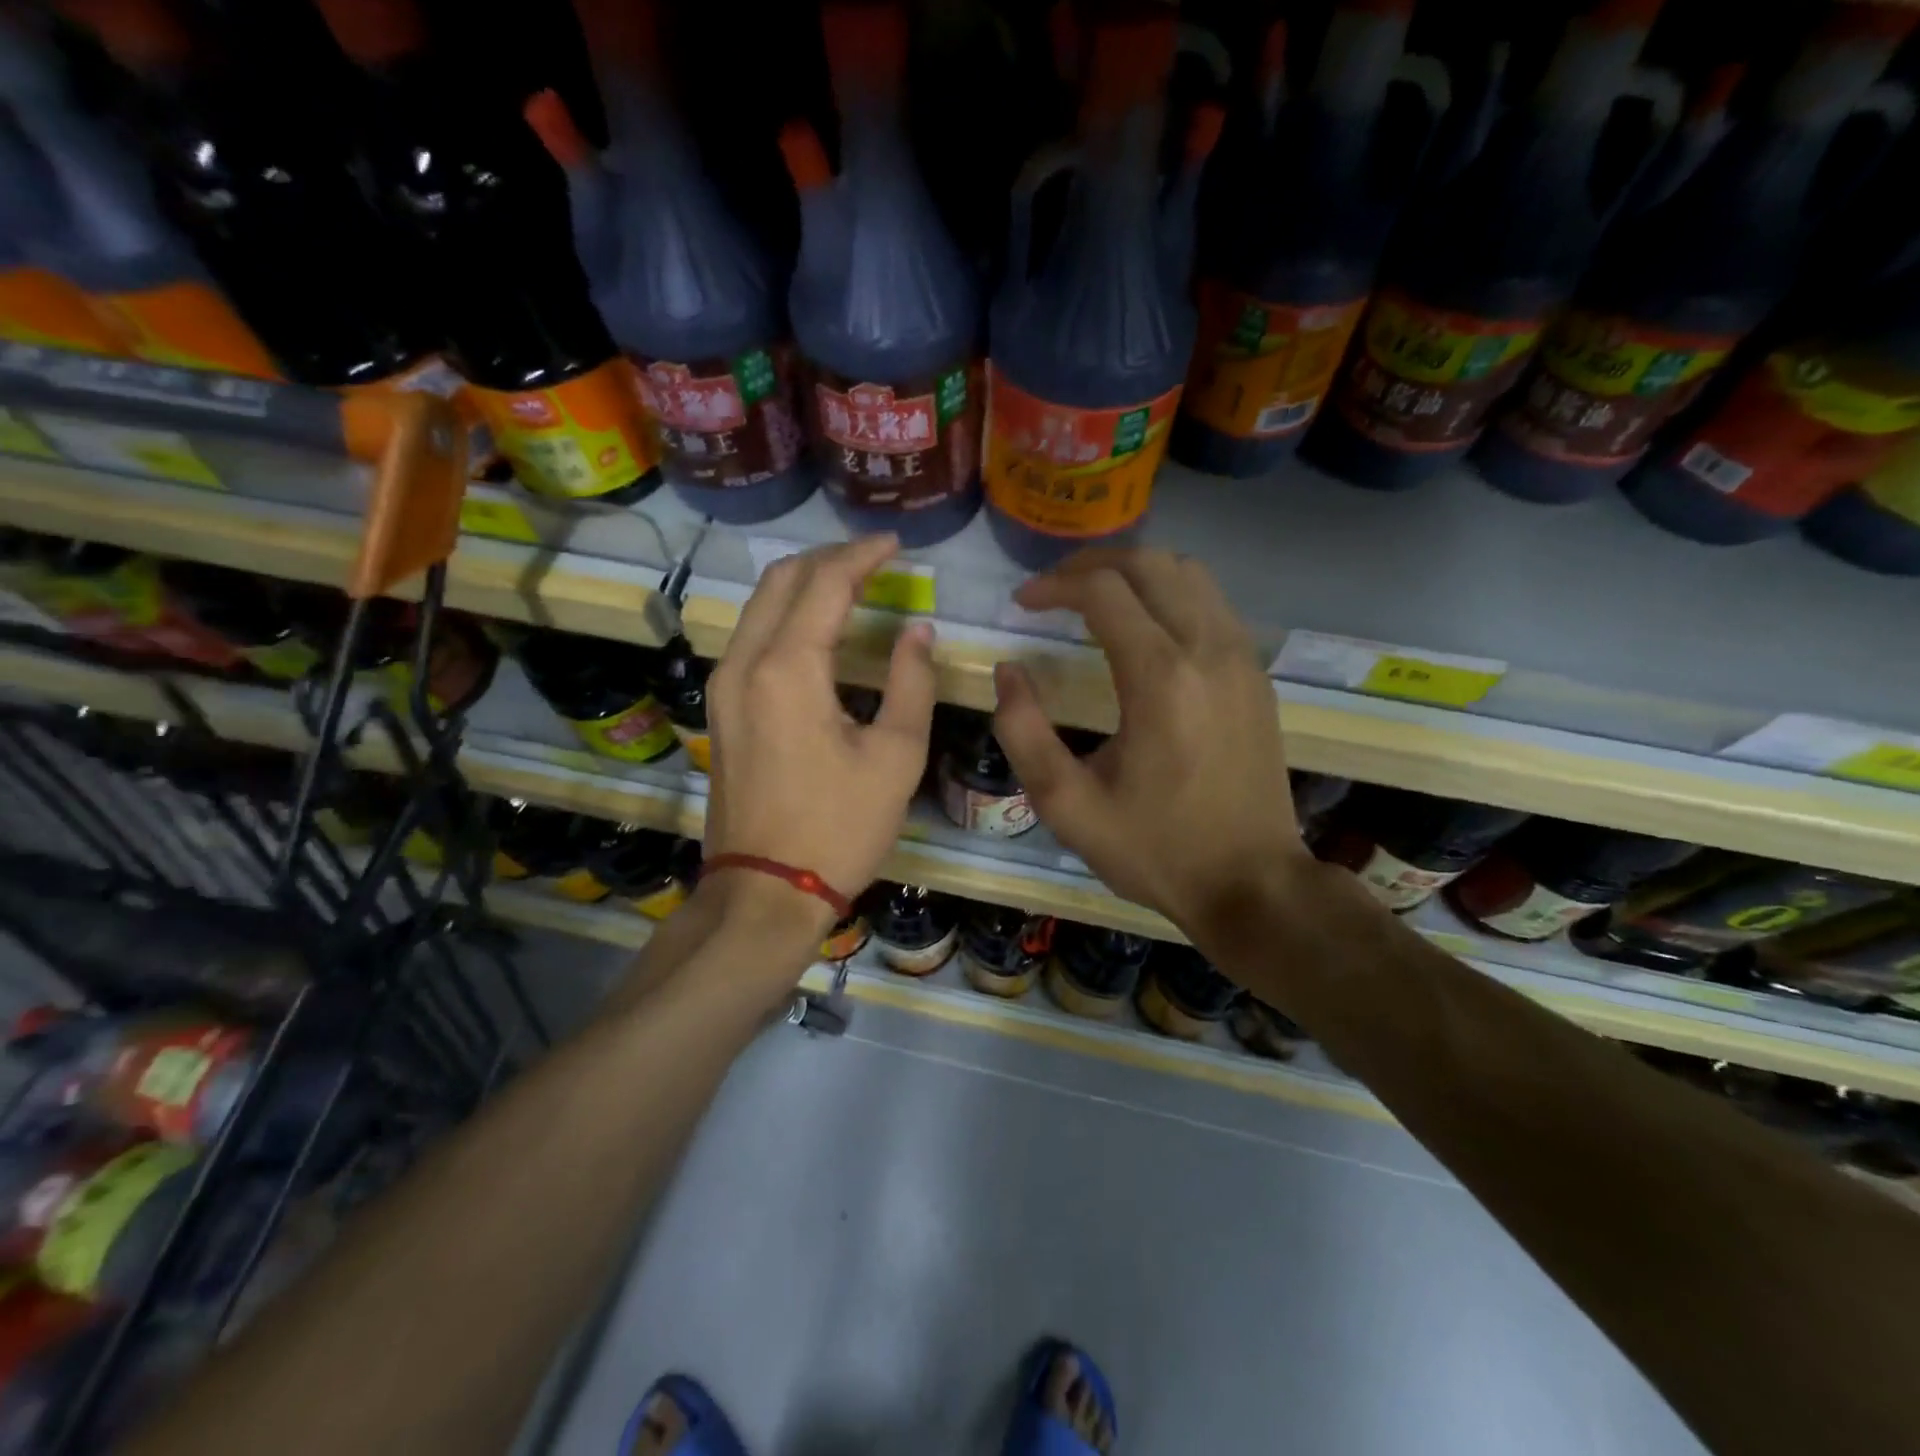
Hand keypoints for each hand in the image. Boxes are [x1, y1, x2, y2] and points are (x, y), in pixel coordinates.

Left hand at [702, 535, 935, 937]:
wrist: (766, 891)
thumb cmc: (839, 827)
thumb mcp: (895, 756)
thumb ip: (911, 683)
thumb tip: (918, 633)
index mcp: (788, 669)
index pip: (825, 583)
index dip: (863, 555)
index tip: (896, 545)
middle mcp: (744, 663)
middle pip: (781, 580)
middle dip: (829, 558)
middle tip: (875, 559)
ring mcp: (723, 686)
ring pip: (759, 605)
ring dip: (804, 584)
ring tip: (851, 585)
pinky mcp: (721, 709)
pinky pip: (751, 637)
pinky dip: (786, 616)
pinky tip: (817, 630)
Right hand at [992, 549, 1311, 936]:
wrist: (1253, 885)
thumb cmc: (1155, 849)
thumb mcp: (1067, 805)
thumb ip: (1024, 732)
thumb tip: (1009, 672)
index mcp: (1160, 678)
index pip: (1102, 590)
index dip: (1052, 586)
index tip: (1021, 604)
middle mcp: (1208, 649)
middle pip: (1150, 562)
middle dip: (1092, 563)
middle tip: (1052, 589)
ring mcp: (1241, 658)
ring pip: (1188, 573)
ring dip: (1135, 572)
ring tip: (1093, 597)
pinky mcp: (1256, 675)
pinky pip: (1212, 603)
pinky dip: (1169, 593)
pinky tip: (1143, 627)